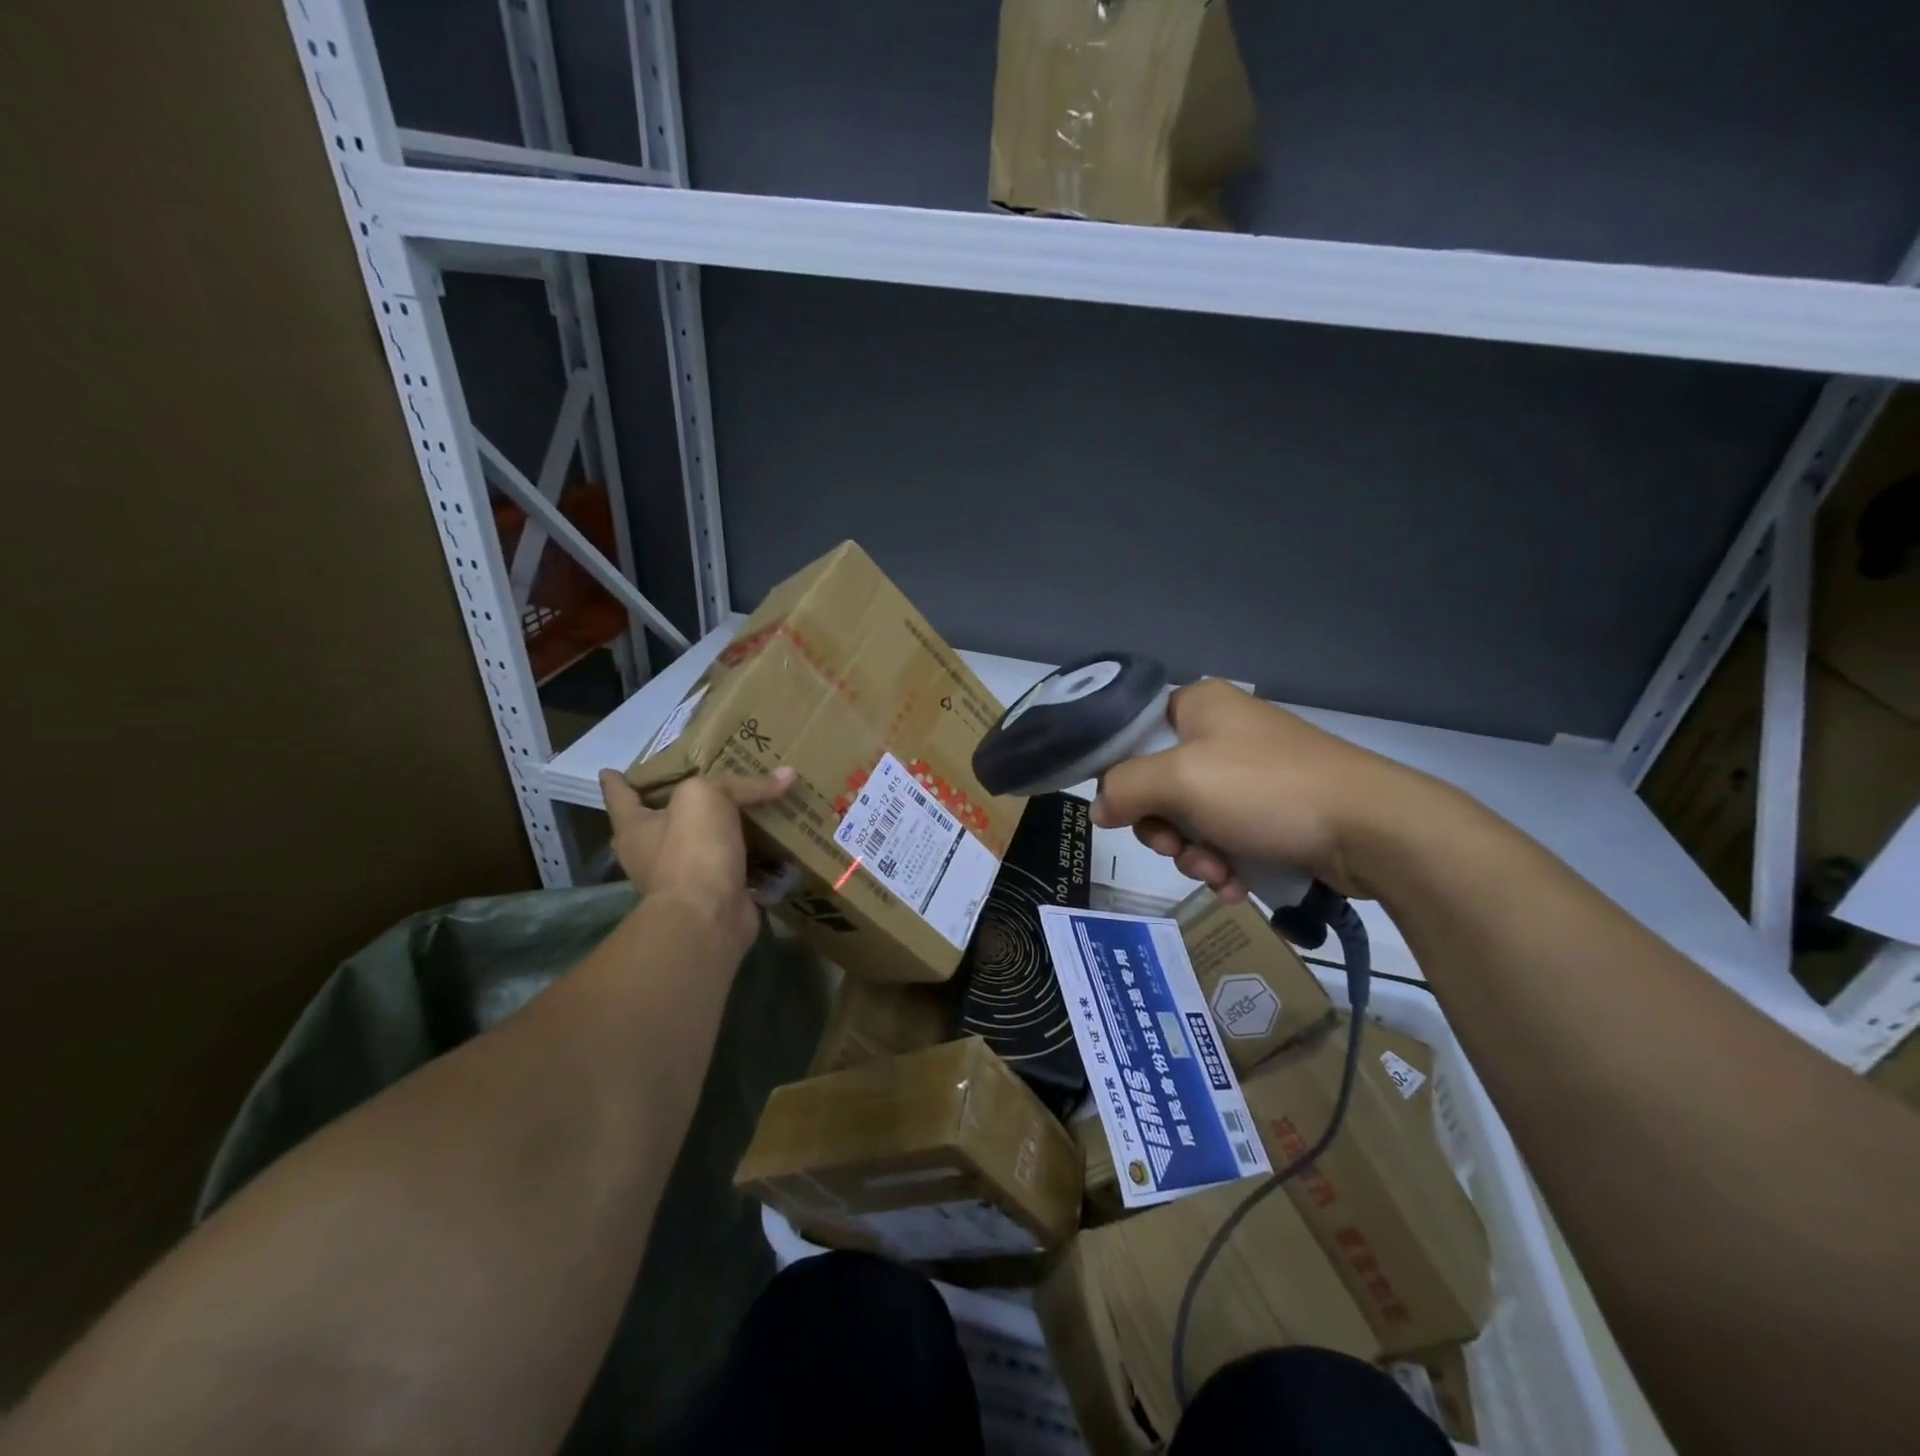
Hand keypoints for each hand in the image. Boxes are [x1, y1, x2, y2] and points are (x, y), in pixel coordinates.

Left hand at [598, 766, 795, 959]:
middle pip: (661, 819)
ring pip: (701, 842)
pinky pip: (734, 865)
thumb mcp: (707, 797)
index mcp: (635, 828)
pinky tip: (773, 838)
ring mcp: (683, 877)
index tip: (612, 769)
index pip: (620, 796)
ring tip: (748, 805)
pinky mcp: (714, 894)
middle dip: (675, 803)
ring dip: (720, 828)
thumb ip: (741, 784)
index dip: (618, 780)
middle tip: (701, 780)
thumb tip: (788, 774)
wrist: (709, 917)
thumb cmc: (691, 850)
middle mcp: (652, 854)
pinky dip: (752, 853)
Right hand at [1089, 679, 1427, 901]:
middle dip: (1164, 829)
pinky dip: (1224, 861)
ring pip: (1192, 817)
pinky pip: (1227, 834)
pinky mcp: (1275, 807)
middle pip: (1158, 783)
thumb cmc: (1265, 790)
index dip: (1120, 777)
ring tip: (1218, 874)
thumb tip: (1099, 808)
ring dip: (1194, 854)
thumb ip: (1124, 788)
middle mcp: (1222, 731)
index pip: (1132, 734)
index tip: (1123, 814)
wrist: (1371, 828)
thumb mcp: (1179, 781)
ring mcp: (1250, 771)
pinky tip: (1237, 884)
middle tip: (1177, 851)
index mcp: (1198, 705)